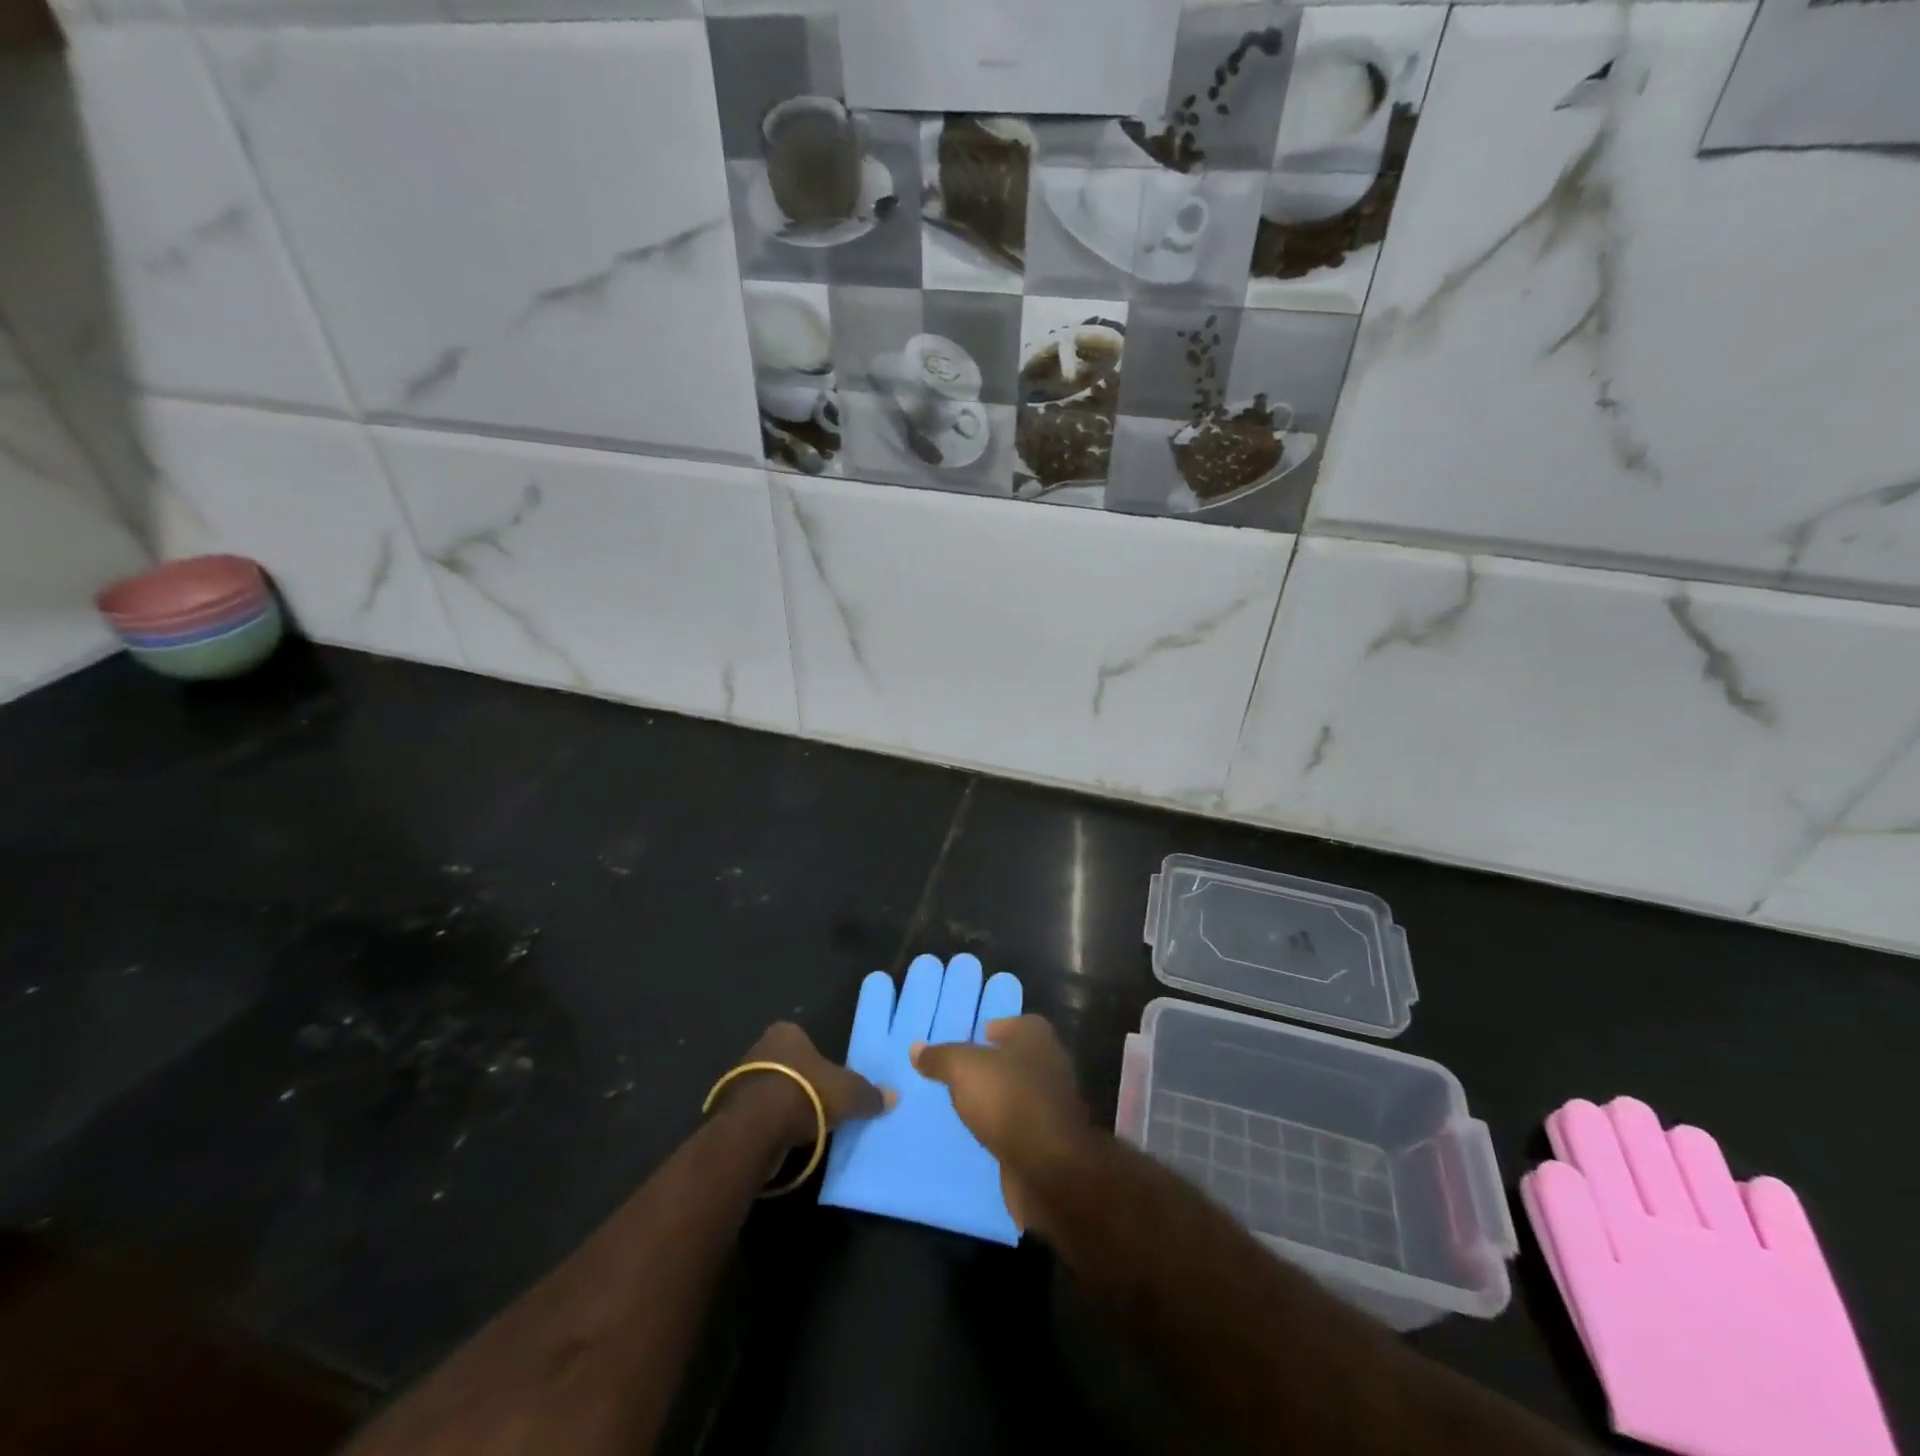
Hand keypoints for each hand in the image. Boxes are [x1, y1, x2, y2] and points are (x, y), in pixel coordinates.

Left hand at [724, 1022, 894, 1149]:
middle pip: (785, 1064)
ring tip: (802, 1127)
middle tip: (818, 1104)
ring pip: (768, 1090)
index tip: (828, 1080)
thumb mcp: (848, 1093)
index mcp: (786, 1032)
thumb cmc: (805, 1093)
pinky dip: (766, 1126)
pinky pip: (754, 1116)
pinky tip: (781, 1140)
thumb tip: (893, 1096)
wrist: (756, 1128)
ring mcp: (738, 1080)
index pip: (804, 1039)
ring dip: (781, 1106)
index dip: (817, 1059)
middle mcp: (758, 1048)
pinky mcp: (727, 1111)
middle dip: (799, 1082)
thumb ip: (868, 1093)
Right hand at [910, 1014, 1090, 1233]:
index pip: (1014, 1023)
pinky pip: (1019, 1127)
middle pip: (1015, 1058)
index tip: (967, 1042)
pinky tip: (980, 1135)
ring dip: (996, 1100)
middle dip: (990, 1066)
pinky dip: (1003, 1129)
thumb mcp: (963, 1069)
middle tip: (957, 1074)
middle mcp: (1050, 1064)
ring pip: (1017, 1094)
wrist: (1049, 1167)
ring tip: (963, 1105)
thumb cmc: (1009, 1099)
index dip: (992, 1029)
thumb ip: (940, 1057)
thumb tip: (916, 1048)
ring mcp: (1052, 1104)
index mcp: (1036, 1037)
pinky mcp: (1049, 1140)